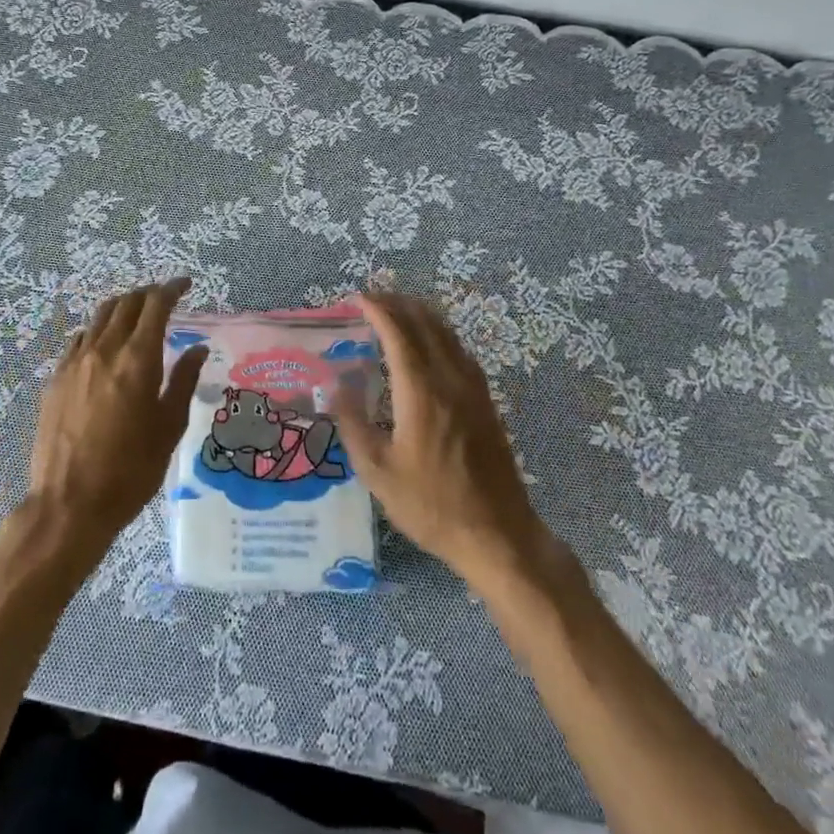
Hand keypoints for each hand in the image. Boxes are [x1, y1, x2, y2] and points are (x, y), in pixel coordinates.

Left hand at [20, 278, 207, 566]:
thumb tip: (196, 348)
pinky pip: (81, 339)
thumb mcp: (168, 428)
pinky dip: (99, 330)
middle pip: (125, 303)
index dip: (172, 289)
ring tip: (136, 315)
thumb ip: (183, 381)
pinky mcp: (56, 378)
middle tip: (164, 298)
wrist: (69, 504)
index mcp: (137, 360)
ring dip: (122, 307)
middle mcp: (104, 350)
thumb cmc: (130, 471)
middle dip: (147, 294)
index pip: (155, 305)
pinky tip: (105, 344)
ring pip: (100, 317)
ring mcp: (75, 362)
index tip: (185, 285)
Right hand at [335, 292, 563, 590]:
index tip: (357, 298)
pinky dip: (439, 334)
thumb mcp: (377, 471)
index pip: (398, 333)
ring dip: (420, 315)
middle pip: (425, 324)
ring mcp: (473, 389)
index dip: (378, 310)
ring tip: (396, 311)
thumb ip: (353, 423)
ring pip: (446, 334)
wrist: (497, 535)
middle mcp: (449, 379)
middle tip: (372, 299)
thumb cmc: (431, 505)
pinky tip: (429, 345)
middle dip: (397, 304)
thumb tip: (335, 385)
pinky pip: (459, 351)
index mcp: (421, 391)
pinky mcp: (486, 402)